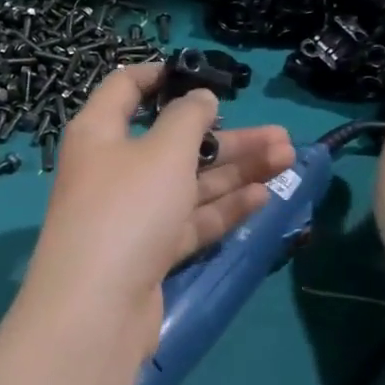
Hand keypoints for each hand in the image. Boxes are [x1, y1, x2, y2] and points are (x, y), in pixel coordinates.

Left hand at [25, 63, 295, 351]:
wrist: (97, 309)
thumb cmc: (127, 210)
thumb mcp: (163, 151)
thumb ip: (188, 118)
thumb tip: (200, 97)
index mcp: (100, 133)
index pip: (127, 89)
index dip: (163, 76)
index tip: (204, 75)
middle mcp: (114, 169)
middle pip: (174, 142)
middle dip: (228, 137)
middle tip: (280, 135)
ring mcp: (131, 214)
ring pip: (189, 183)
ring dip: (237, 170)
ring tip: (287, 158)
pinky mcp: (149, 251)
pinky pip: (190, 220)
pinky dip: (223, 208)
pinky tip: (264, 196)